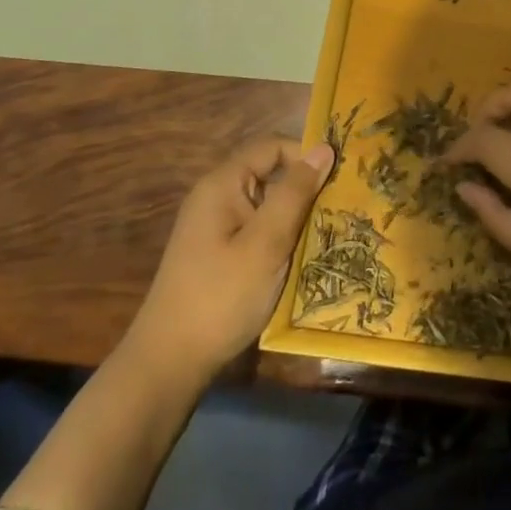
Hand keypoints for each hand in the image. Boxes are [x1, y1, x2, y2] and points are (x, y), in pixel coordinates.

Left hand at [125, 136, 333, 392]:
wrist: (169, 363)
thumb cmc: (221, 296)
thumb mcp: (266, 243)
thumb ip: (295, 193)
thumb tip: (323, 148)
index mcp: (222, 184)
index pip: (272, 147)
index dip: (306, 155)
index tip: (341, 178)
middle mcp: (216, 197)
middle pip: (269, 174)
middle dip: (305, 188)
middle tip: (341, 207)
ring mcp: (215, 227)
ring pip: (266, 204)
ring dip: (295, 216)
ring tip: (329, 232)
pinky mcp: (218, 253)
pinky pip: (257, 229)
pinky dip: (280, 236)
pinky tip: (301, 258)